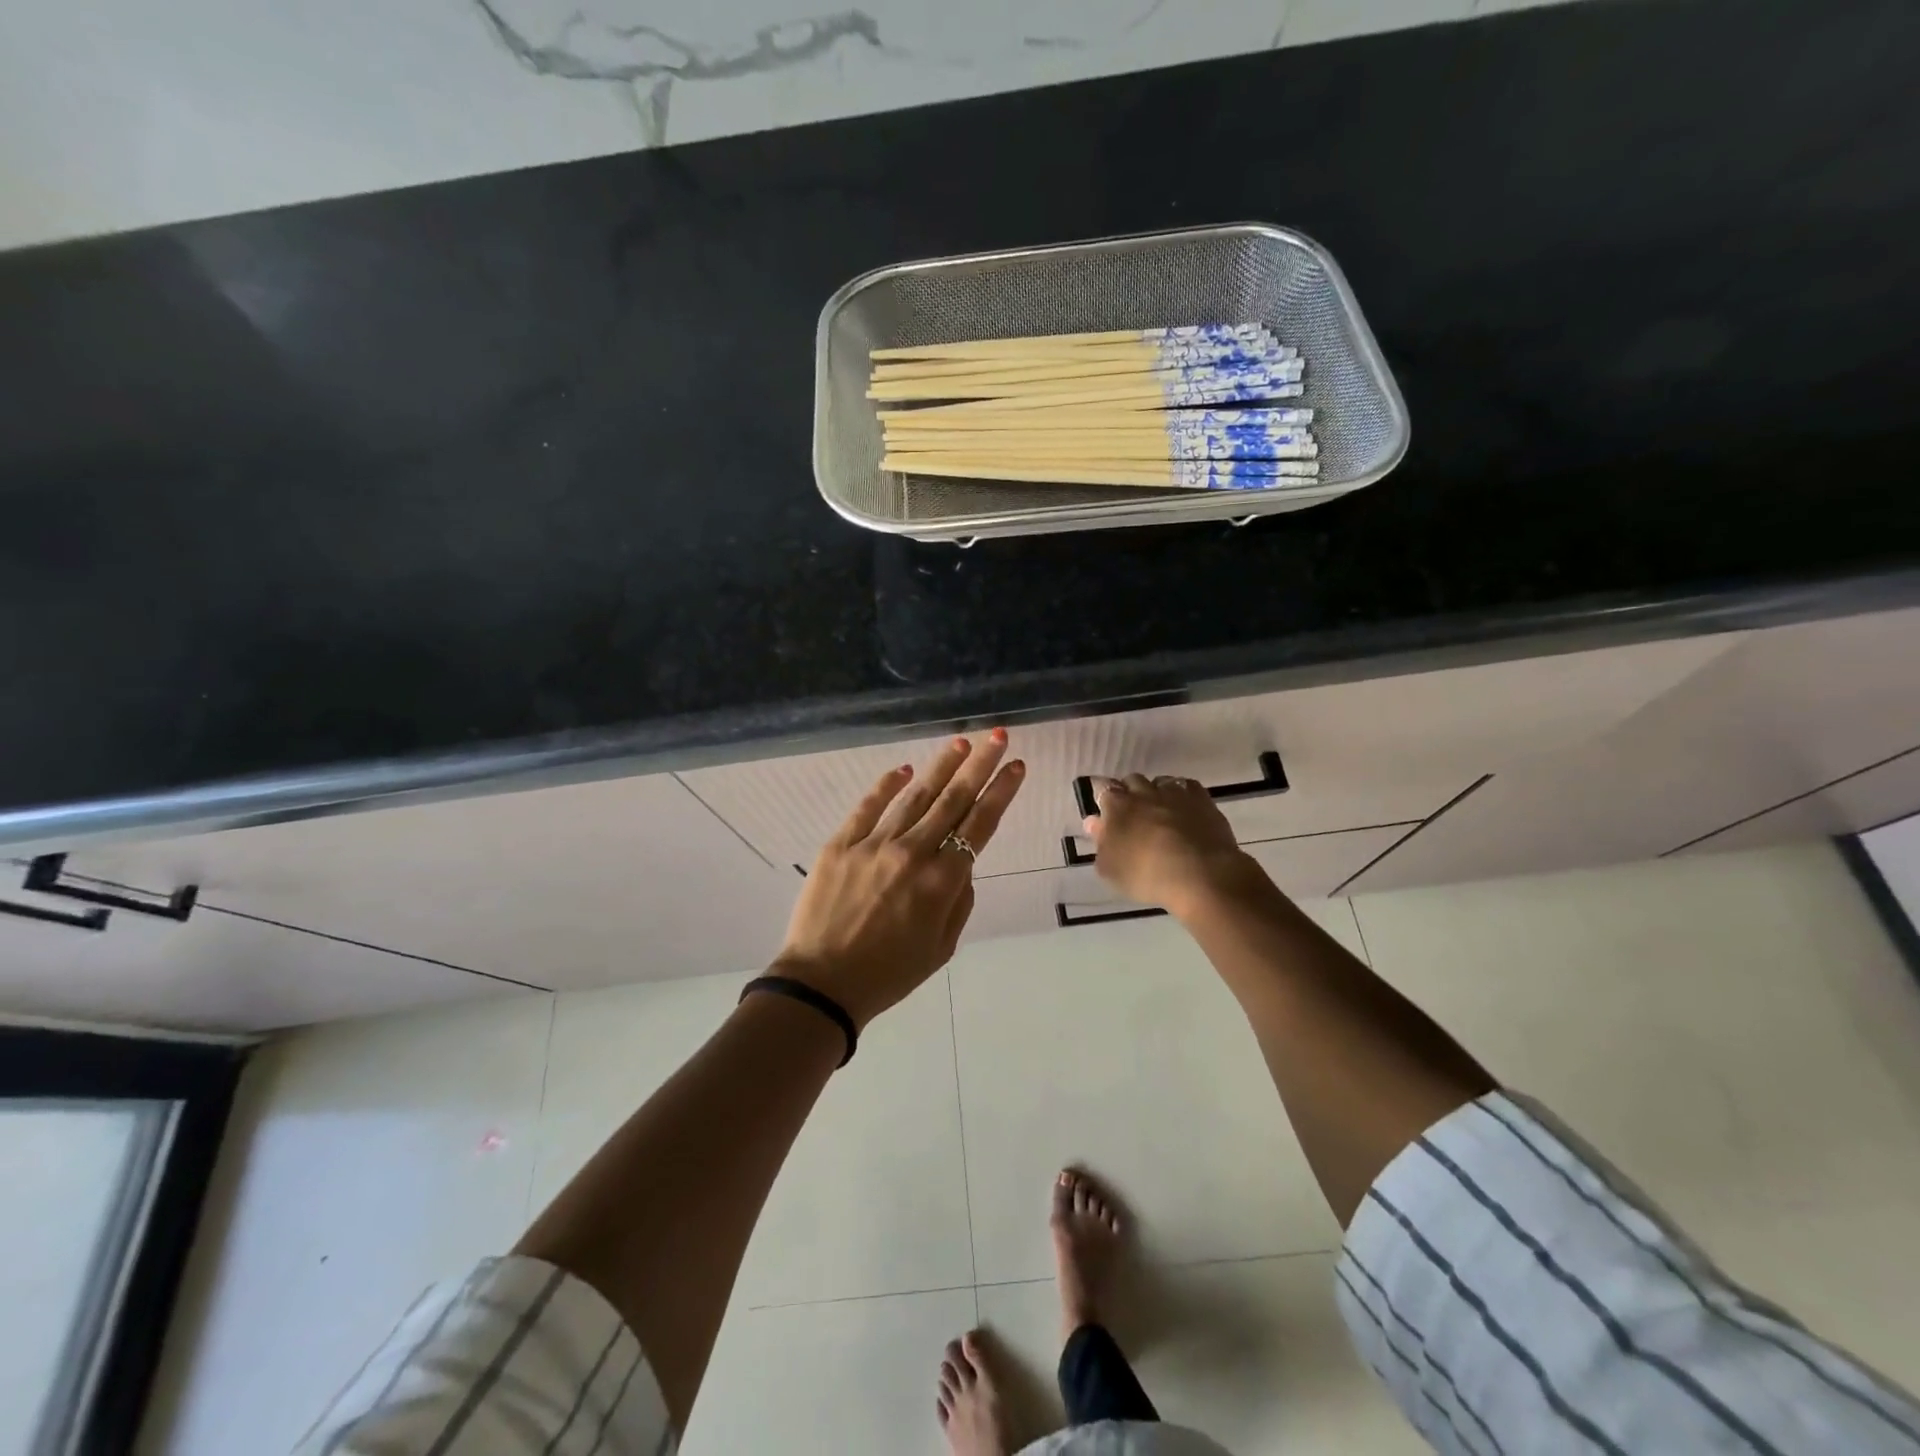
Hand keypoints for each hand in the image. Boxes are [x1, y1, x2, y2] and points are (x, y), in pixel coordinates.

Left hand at [773, 730, 1024, 1028]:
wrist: (822, 985)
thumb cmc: (889, 974)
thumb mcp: (942, 947)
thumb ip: (959, 900)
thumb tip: (961, 864)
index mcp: (942, 882)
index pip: (979, 825)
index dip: (1001, 792)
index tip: (1016, 766)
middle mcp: (912, 853)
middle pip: (952, 800)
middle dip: (979, 765)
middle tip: (997, 737)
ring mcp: (874, 845)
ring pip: (915, 796)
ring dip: (940, 767)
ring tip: (959, 743)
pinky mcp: (840, 844)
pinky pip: (868, 807)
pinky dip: (888, 786)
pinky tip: (904, 770)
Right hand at [1084, 774, 1261, 919]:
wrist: (1200, 875)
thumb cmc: (1146, 875)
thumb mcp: (1110, 868)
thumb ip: (1100, 842)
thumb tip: (1094, 822)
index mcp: (1117, 805)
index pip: (1104, 788)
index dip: (1104, 796)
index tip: (1105, 810)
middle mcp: (1144, 792)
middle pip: (1132, 780)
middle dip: (1130, 792)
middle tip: (1133, 814)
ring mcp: (1175, 793)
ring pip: (1161, 781)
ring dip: (1157, 792)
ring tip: (1160, 812)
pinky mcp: (1202, 800)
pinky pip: (1188, 786)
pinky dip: (1183, 794)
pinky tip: (1185, 809)